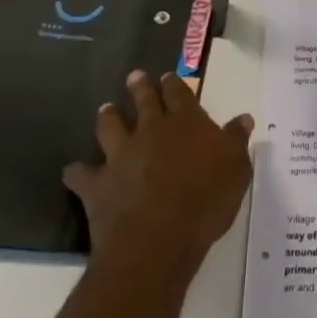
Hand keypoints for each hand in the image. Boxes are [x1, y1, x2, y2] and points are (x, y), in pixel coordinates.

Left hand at [63, 70, 253, 275]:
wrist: (157, 241)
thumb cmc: (205, 202)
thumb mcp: (236, 170)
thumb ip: (236, 141)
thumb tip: (243, 118)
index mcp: (186, 122)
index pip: (179, 94)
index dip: (173, 84)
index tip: (168, 76)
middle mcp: (151, 130)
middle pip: (144, 101)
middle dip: (140, 87)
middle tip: (134, 77)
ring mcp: (121, 155)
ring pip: (110, 127)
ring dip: (108, 117)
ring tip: (105, 109)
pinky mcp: (97, 184)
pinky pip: (81, 174)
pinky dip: (76, 172)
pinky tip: (73, 171)